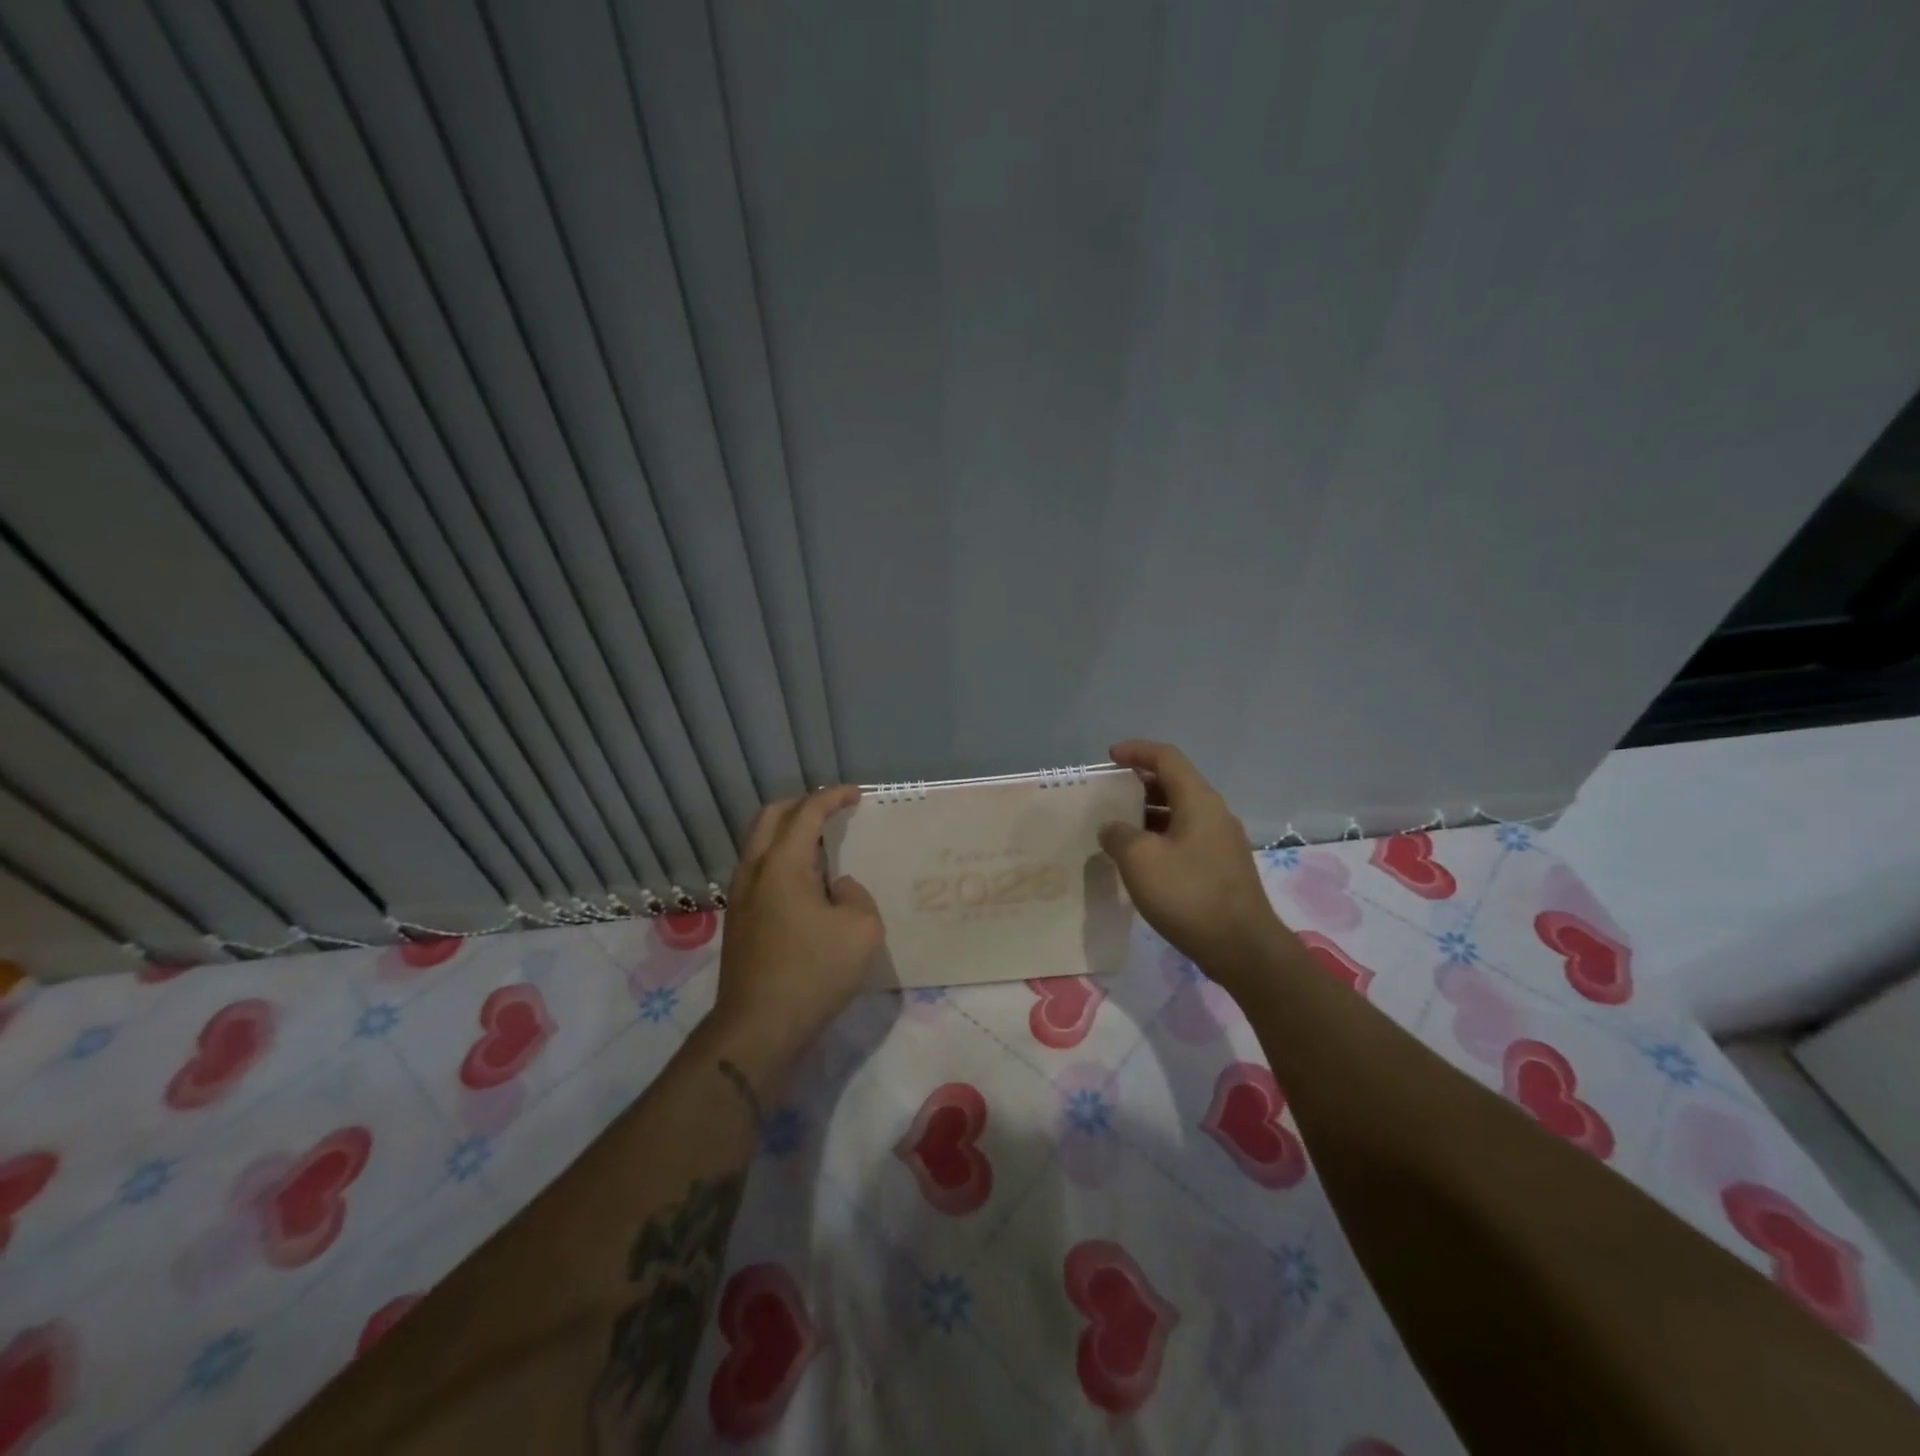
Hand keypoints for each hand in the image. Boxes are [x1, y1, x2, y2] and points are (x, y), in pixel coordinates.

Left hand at [706, 785, 883, 1078]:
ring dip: (788, 833)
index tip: (856, 794)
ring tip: (821, 844)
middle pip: (771, 817)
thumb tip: (837, 888)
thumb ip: (855, 895)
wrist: (758, 1028)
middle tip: (831, 810)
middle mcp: (754, 871)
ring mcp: (740, 897)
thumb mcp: (862, 930)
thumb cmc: (814, 973)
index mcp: (783, 865)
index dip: (832, 797)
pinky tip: (806, 882)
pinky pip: (760, 870)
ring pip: (760, 844)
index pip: (807, 812)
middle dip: (801, 805)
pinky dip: (782, 859)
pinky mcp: (739, 921)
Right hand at [1098, 740, 1293, 986]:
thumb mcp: (1139, 859)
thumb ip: (1119, 835)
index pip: (1167, 758)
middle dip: (1140, 783)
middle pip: (1175, 783)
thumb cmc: (1188, 894)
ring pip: (1180, 813)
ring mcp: (1222, 842)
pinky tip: (1142, 861)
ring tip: (1119, 829)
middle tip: (1110, 794)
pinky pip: (1186, 838)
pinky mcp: (1222, 868)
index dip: (1136, 751)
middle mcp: (1214, 813)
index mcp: (1199, 800)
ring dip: (1149, 814)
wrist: (1242, 947)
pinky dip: (1161, 837)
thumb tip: (1113, 829)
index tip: (1110, 757)